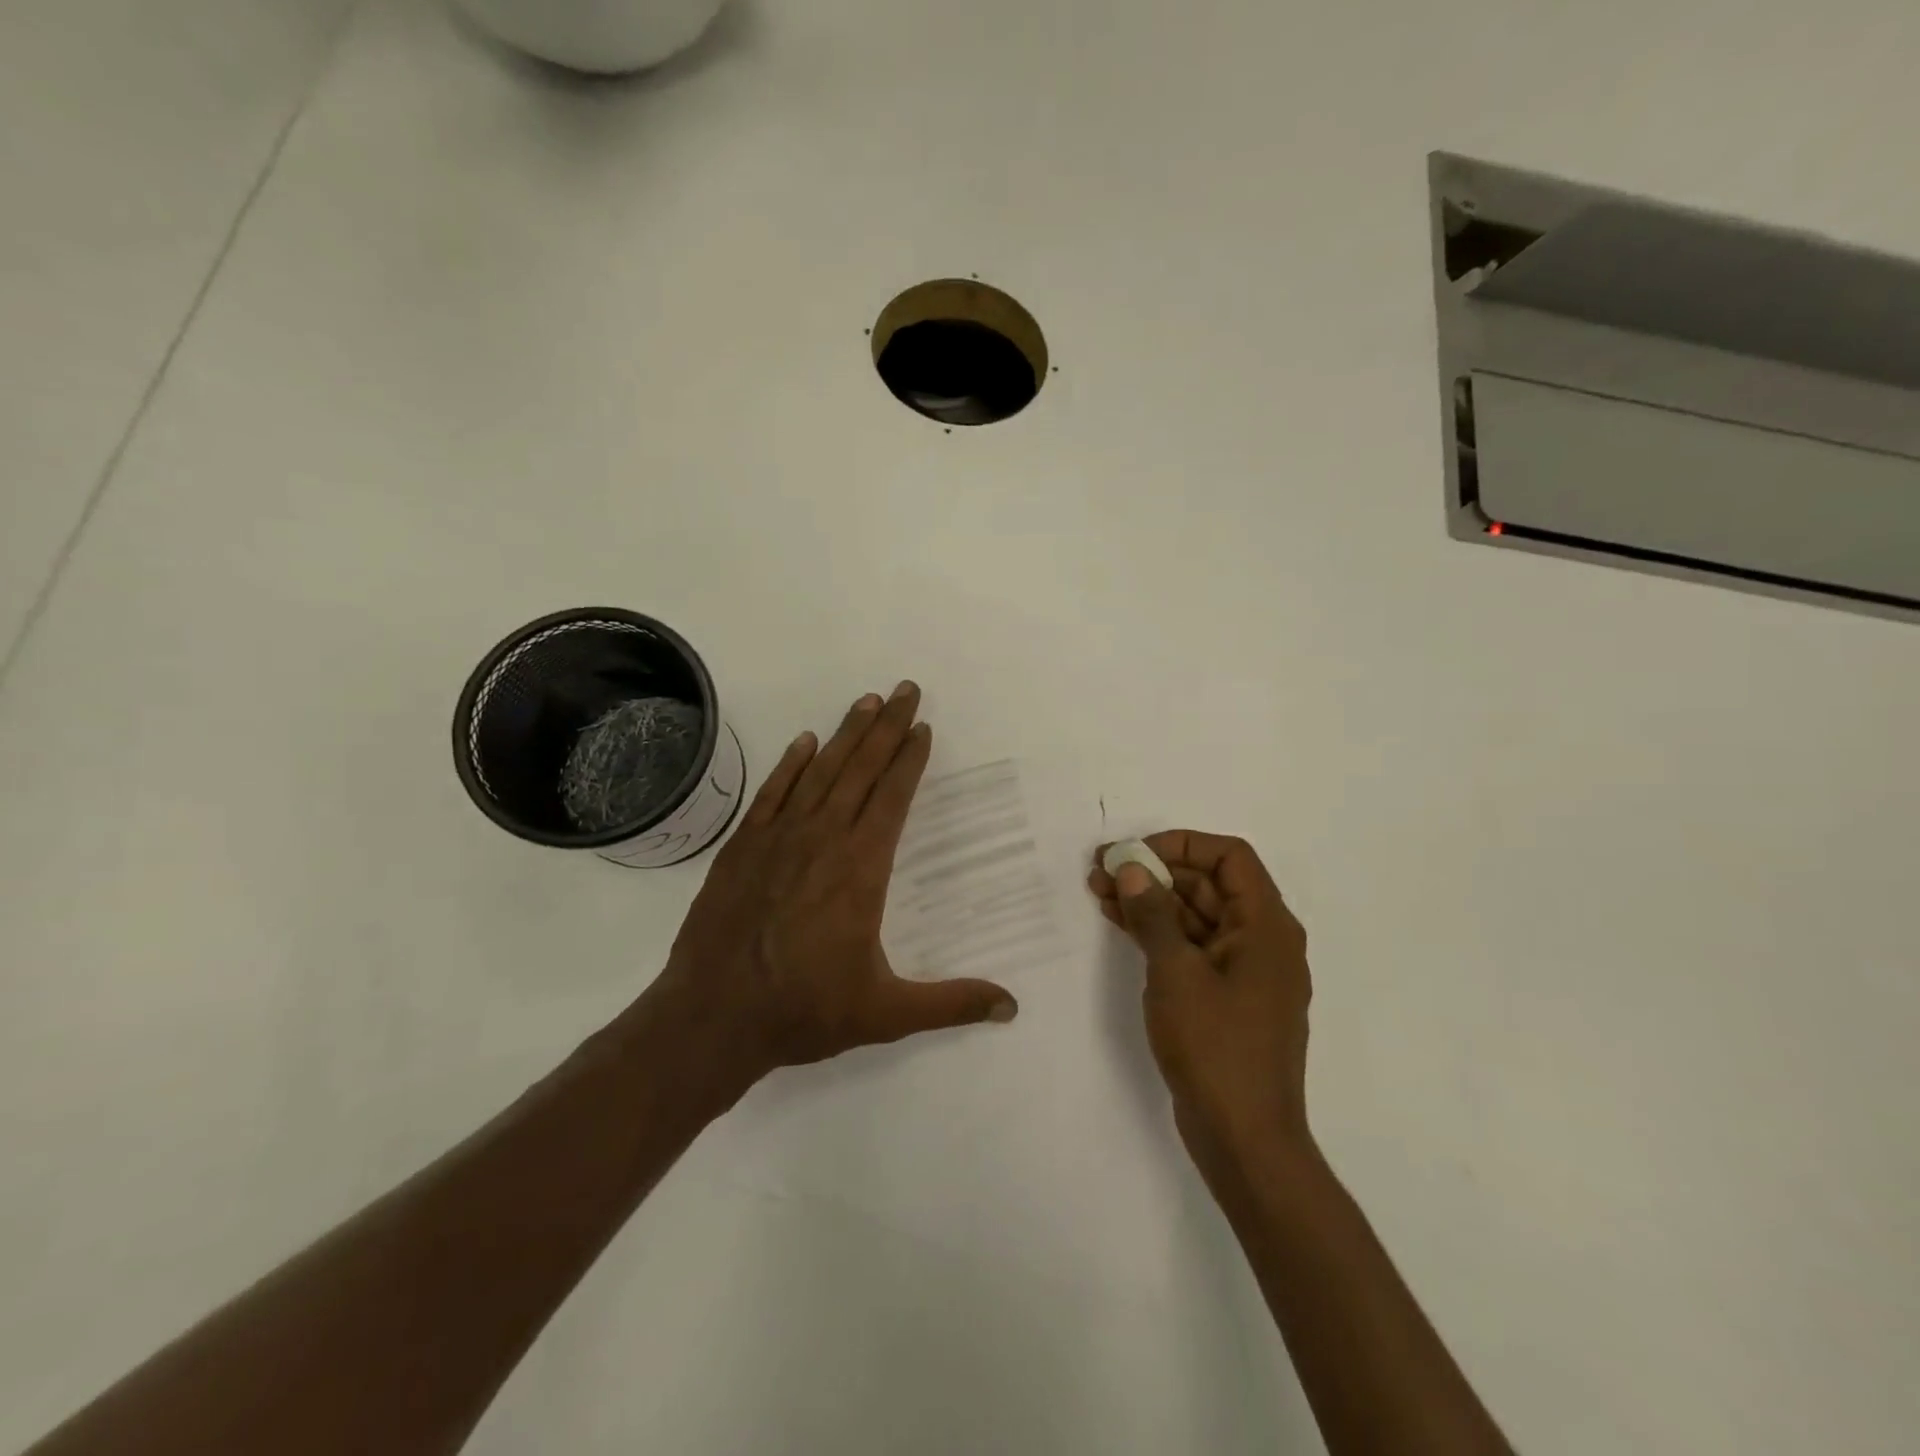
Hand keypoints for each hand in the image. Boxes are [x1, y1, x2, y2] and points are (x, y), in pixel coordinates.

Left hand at [654, 681, 1017, 1086]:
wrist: (712, 1018)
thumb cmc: (804, 1011)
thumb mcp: (886, 1014)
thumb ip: (951, 1003)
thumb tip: (1011, 1007)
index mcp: (861, 868)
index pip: (893, 797)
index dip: (910, 759)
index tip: (922, 727)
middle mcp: (822, 839)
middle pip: (861, 770)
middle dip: (886, 727)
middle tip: (904, 689)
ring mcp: (777, 839)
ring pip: (819, 772)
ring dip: (845, 735)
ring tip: (865, 701)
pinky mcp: (741, 848)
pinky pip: (772, 793)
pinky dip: (790, 764)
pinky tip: (804, 743)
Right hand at [1089, 832, 1312, 1179]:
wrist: (1245, 1140)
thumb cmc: (1216, 1048)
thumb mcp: (1176, 974)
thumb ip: (1153, 915)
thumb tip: (1132, 869)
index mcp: (1267, 926)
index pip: (1230, 857)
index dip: (1181, 844)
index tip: (1135, 853)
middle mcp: (1262, 940)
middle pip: (1209, 884)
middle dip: (1156, 872)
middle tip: (1102, 869)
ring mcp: (1243, 971)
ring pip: (1195, 916)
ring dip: (1151, 901)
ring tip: (1099, 890)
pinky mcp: (1224, 997)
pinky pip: (1192, 947)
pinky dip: (1158, 932)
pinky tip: (1120, 921)